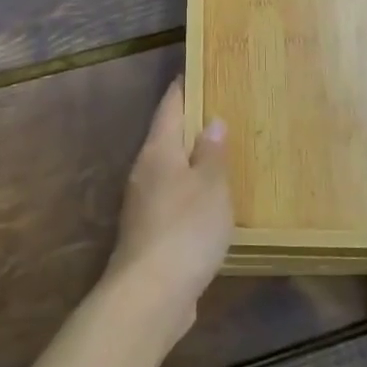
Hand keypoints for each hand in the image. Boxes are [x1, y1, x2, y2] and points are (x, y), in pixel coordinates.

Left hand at [104, 78, 232, 342]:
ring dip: (192, 162)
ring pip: (170, 171)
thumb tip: (212, 121)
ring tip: (221, 156)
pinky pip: (173, 200)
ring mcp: (143, 205)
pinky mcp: (150, 234)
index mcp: (158, 151)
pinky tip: (210, 203)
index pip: (169, 107)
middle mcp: (145, 171)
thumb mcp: (210, 186)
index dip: (183, 88)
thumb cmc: (184, 229)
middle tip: (222, 112)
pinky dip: (191, 193)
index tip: (198, 71)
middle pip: (167, 137)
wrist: (150, 295)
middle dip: (191, 125)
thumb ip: (212, 153)